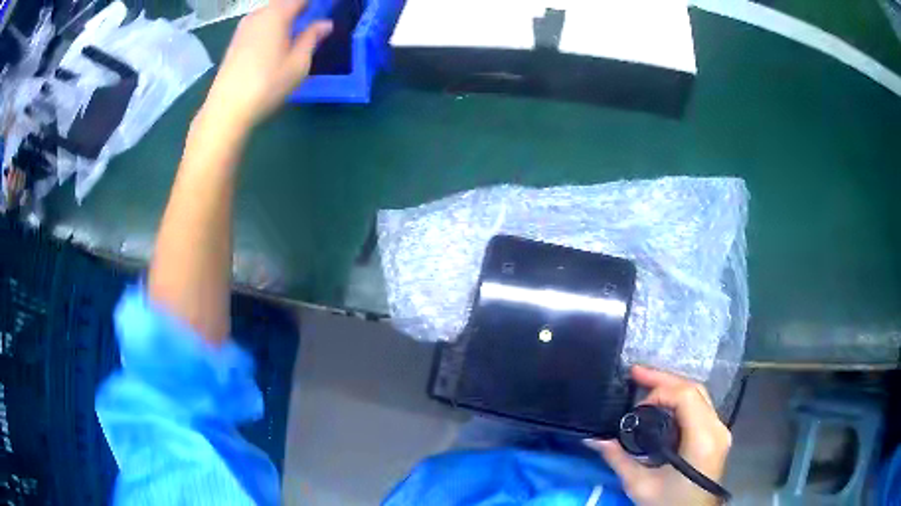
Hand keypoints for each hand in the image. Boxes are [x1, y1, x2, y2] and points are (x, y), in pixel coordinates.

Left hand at [203, 0, 331, 128]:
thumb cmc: (267, 85)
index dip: (314, 5)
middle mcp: (259, 14)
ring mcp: (244, 27)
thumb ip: (312, 38)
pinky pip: (260, 23)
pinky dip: (272, 25)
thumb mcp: (298, 63)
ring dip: (285, 16)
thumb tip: (325, 24)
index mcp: (277, 14)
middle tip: (313, 22)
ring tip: (297, 30)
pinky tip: (277, 41)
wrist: (226, 109)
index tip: (325, 11)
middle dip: (299, 8)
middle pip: (284, 2)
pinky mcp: (235, 41)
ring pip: (270, 12)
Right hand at [586, 366, 731, 505]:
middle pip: (695, 389)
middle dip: (664, 379)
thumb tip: (594, 439)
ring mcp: (721, 430)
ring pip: (700, 395)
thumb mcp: (640, 486)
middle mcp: (717, 429)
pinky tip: (663, 406)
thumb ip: (619, 459)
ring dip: (673, 387)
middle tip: (636, 374)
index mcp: (702, 439)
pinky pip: (701, 407)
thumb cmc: (669, 505)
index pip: (686, 396)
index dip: (660, 389)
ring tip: (646, 386)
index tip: (636, 401)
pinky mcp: (718, 435)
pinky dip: (681, 401)